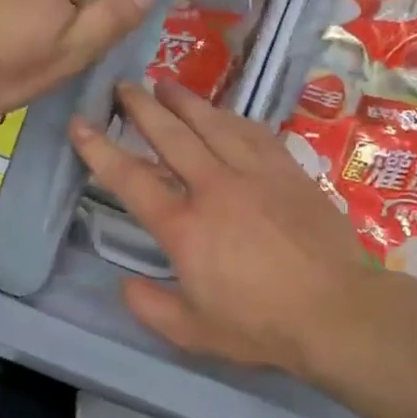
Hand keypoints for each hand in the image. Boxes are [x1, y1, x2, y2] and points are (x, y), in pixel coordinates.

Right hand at [70, 80, 380, 378]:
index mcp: (184, 227)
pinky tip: (224, 113)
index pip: (130, 179)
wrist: (336, 310)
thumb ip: (150, 308)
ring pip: (213, 124)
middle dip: (142, 108)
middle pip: (170, 136)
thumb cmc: (261, 325)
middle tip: (124, 86)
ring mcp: (255, 174)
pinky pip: (254, 133)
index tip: (80, 123)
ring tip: (166, 85)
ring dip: (185, 102)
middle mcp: (214, 188)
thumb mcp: (193, 332)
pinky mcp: (288, 172)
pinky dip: (231, 118)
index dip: (99, 149)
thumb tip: (125, 284)